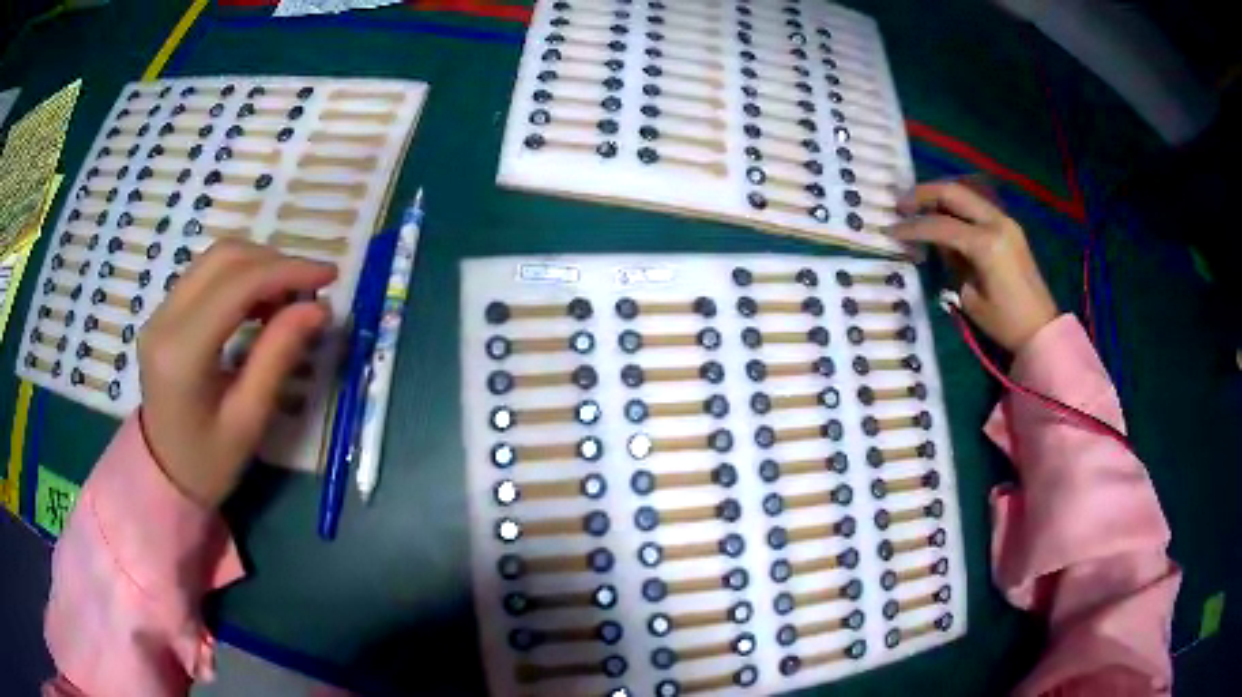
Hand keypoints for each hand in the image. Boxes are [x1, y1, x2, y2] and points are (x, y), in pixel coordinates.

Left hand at [138, 240, 337, 505]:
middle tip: (311, 288)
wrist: (164, 478)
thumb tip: (319, 309)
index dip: (287, 271)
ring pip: (215, 259)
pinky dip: (240, 277)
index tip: (329, 276)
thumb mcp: (248, 419)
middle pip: (224, 257)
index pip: (237, 285)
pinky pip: (206, 275)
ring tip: (288, 297)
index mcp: (182, 352)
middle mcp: (164, 319)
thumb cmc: (209, 463)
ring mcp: (160, 312)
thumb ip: (278, 357)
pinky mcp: (163, 313)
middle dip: (275, 262)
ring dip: (258, 265)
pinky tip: (260, 302)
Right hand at [889, 180, 1057, 352]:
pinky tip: (942, 215)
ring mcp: (1005, 221)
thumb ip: (952, 264)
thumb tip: (939, 246)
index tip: (889, 229)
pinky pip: (977, 206)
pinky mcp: (1009, 226)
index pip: (940, 225)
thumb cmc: (1005, 322)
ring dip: (939, 196)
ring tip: (917, 206)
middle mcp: (996, 223)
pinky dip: (956, 205)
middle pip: (953, 193)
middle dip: (923, 194)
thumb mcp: (969, 298)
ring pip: (965, 194)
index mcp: (986, 244)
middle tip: (899, 204)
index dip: (912, 226)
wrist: (1041, 328)